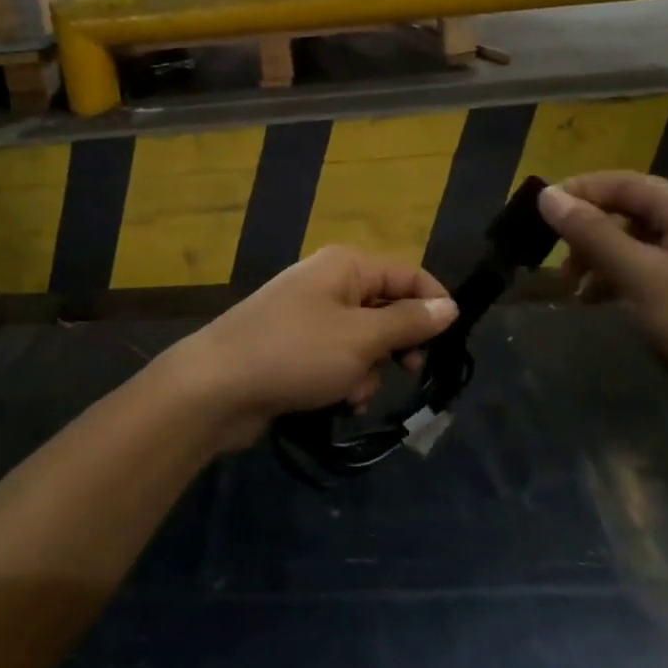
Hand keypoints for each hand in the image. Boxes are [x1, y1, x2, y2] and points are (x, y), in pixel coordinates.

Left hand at [166, 246, 457, 449]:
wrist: (217, 386)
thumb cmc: (296, 353)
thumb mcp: (361, 338)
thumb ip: (409, 322)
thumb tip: (451, 305)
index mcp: (346, 265)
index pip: (408, 273)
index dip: (434, 304)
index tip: (450, 343)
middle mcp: (329, 282)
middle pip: (386, 307)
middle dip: (398, 344)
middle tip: (409, 370)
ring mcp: (309, 316)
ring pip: (364, 340)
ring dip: (369, 370)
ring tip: (353, 391)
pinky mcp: (295, 348)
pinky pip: (338, 359)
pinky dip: (345, 380)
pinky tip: (338, 402)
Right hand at [536, 172, 667, 417]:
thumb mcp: (641, 278)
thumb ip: (592, 233)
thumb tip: (547, 195)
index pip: (622, 182)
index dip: (576, 193)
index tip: (535, 215)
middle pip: (626, 209)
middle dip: (586, 231)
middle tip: (553, 261)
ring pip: (631, 239)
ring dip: (597, 257)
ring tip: (571, 288)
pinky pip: (644, 265)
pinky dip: (615, 276)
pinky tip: (595, 299)